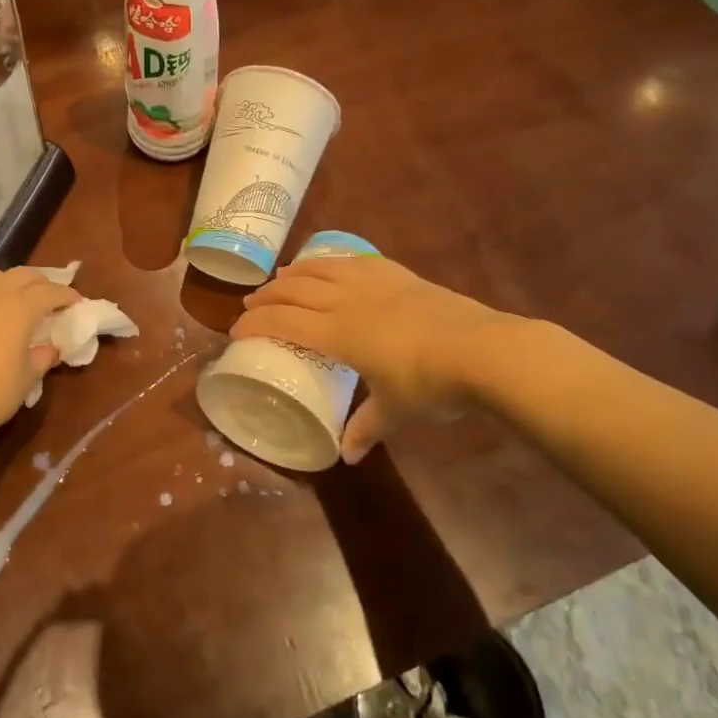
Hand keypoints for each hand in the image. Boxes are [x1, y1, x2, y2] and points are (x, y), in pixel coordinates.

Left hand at [0, 267, 81, 451]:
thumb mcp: (28, 378)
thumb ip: (43, 356)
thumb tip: (51, 347)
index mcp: (20, 308)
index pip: (50, 291)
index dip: (67, 295)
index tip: (78, 303)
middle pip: (24, 275)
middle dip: (43, 283)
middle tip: (54, 299)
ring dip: (15, 281)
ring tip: (22, 298)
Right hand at [232, 255, 515, 461]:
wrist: (483, 350)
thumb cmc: (431, 385)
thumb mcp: (395, 411)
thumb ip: (367, 428)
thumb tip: (348, 456)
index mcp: (339, 334)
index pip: (284, 323)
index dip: (255, 325)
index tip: (235, 331)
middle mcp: (347, 302)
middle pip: (295, 291)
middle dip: (267, 296)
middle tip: (250, 304)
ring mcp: (373, 284)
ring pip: (321, 269)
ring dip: (294, 273)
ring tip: (281, 277)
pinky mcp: (398, 274)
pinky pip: (355, 260)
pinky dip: (332, 260)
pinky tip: (330, 263)